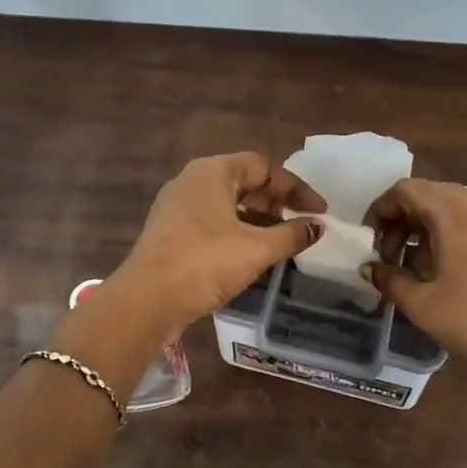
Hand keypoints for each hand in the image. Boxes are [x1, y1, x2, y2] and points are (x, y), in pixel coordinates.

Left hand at [115, 153, 326, 331]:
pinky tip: (251, 254)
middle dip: (276, 201)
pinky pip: (211, 222)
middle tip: (300, 223)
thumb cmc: (205, 263)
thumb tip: (318, 226)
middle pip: (243, 181)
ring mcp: (176, 207)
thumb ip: (291, 235)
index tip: (319, 211)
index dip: (296, 187)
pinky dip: (236, 231)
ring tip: (281, 240)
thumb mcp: (257, 248)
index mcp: (212, 172)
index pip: (263, 166)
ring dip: (257, 218)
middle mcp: (191, 181)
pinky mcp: (170, 232)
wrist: (147, 301)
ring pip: (226, 203)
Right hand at [364, 179, 466, 380]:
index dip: (381, 210)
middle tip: (395, 257)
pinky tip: (466, 275)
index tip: (373, 242)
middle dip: (405, 221)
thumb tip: (369, 268)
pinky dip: (464, 237)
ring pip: (461, 209)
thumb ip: (389, 279)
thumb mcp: (423, 305)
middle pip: (433, 195)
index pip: (406, 189)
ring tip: (427, 269)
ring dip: (434, 230)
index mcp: (453, 212)